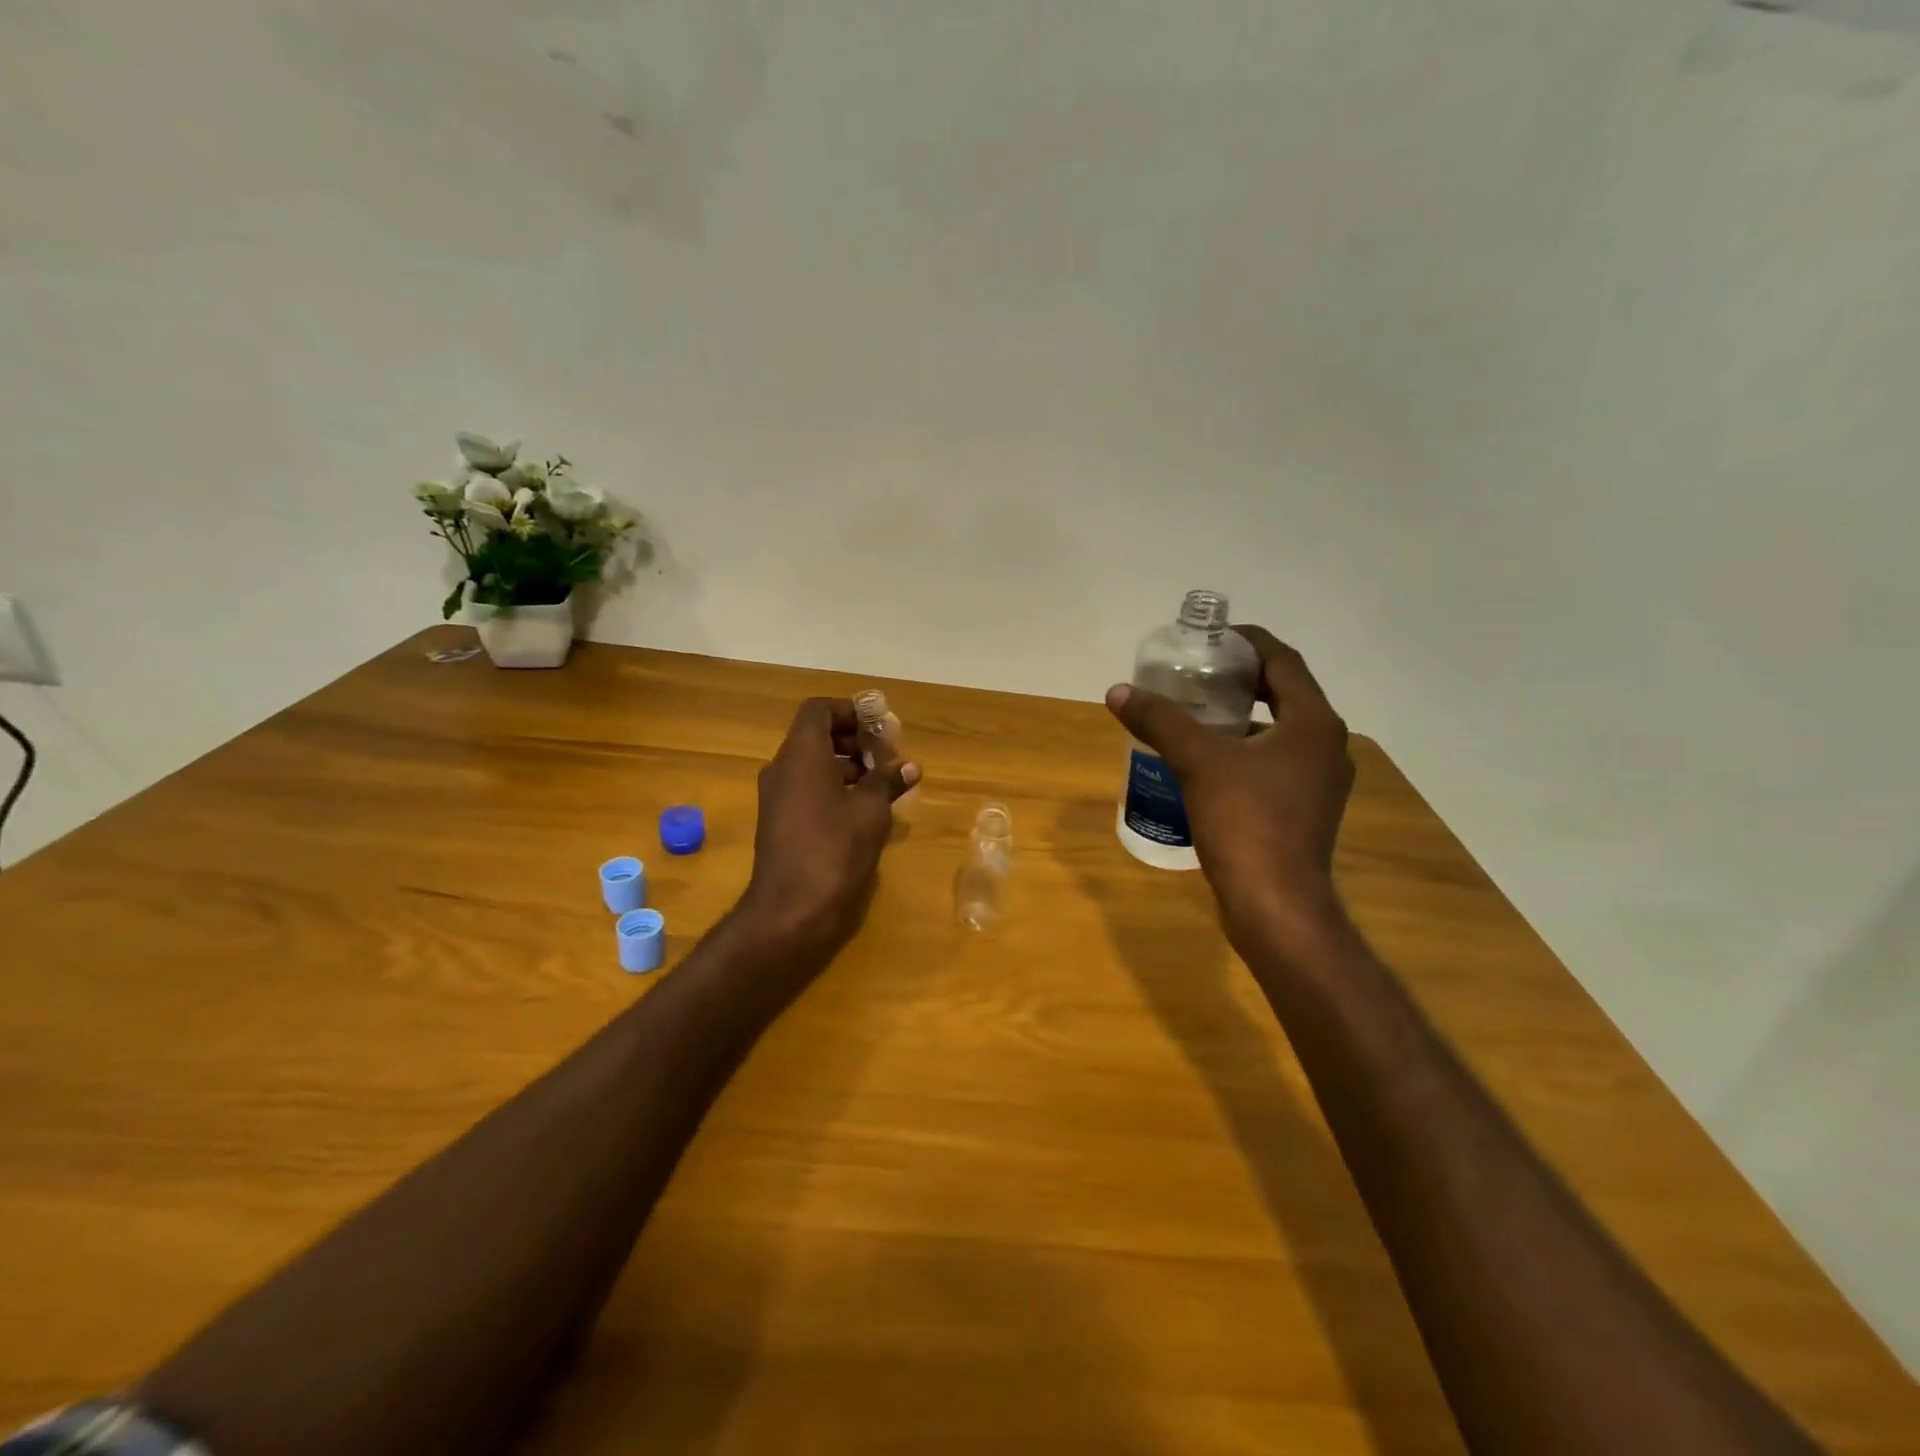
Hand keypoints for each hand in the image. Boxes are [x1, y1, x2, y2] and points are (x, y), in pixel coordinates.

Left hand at [739, 697, 920, 953]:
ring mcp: (776, 796)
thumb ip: (888, 781)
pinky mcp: (778, 821)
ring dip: (845, 765)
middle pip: (816, 736)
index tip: (879, 727)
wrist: (790, 909)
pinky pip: (806, 788)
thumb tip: (909, 766)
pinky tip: (861, 810)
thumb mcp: (871, 812)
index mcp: (802, 754)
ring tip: (880, 784)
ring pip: (811, 764)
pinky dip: (832, 787)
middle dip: (853, 740)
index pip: (818, 710)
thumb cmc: (834, 849)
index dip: (849, 711)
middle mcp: (782, 768)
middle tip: (886, 757)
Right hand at [1106, 625, 1353, 943]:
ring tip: (1198, 713)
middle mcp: (1327, 746)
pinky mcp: (1306, 810)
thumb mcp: (1197, 762)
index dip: (1248, 642)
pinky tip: (1210, 761)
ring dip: (1244, 716)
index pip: (1283, 661)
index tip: (1212, 637)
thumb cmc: (1245, 822)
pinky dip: (1247, 750)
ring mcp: (1320, 782)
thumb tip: (1118, 691)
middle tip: (1198, 673)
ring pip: (1281, 731)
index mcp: (1313, 723)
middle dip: (1242, 679)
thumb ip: (1160, 721)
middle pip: (1285, 693)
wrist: (1276, 905)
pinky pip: (1276, 763)